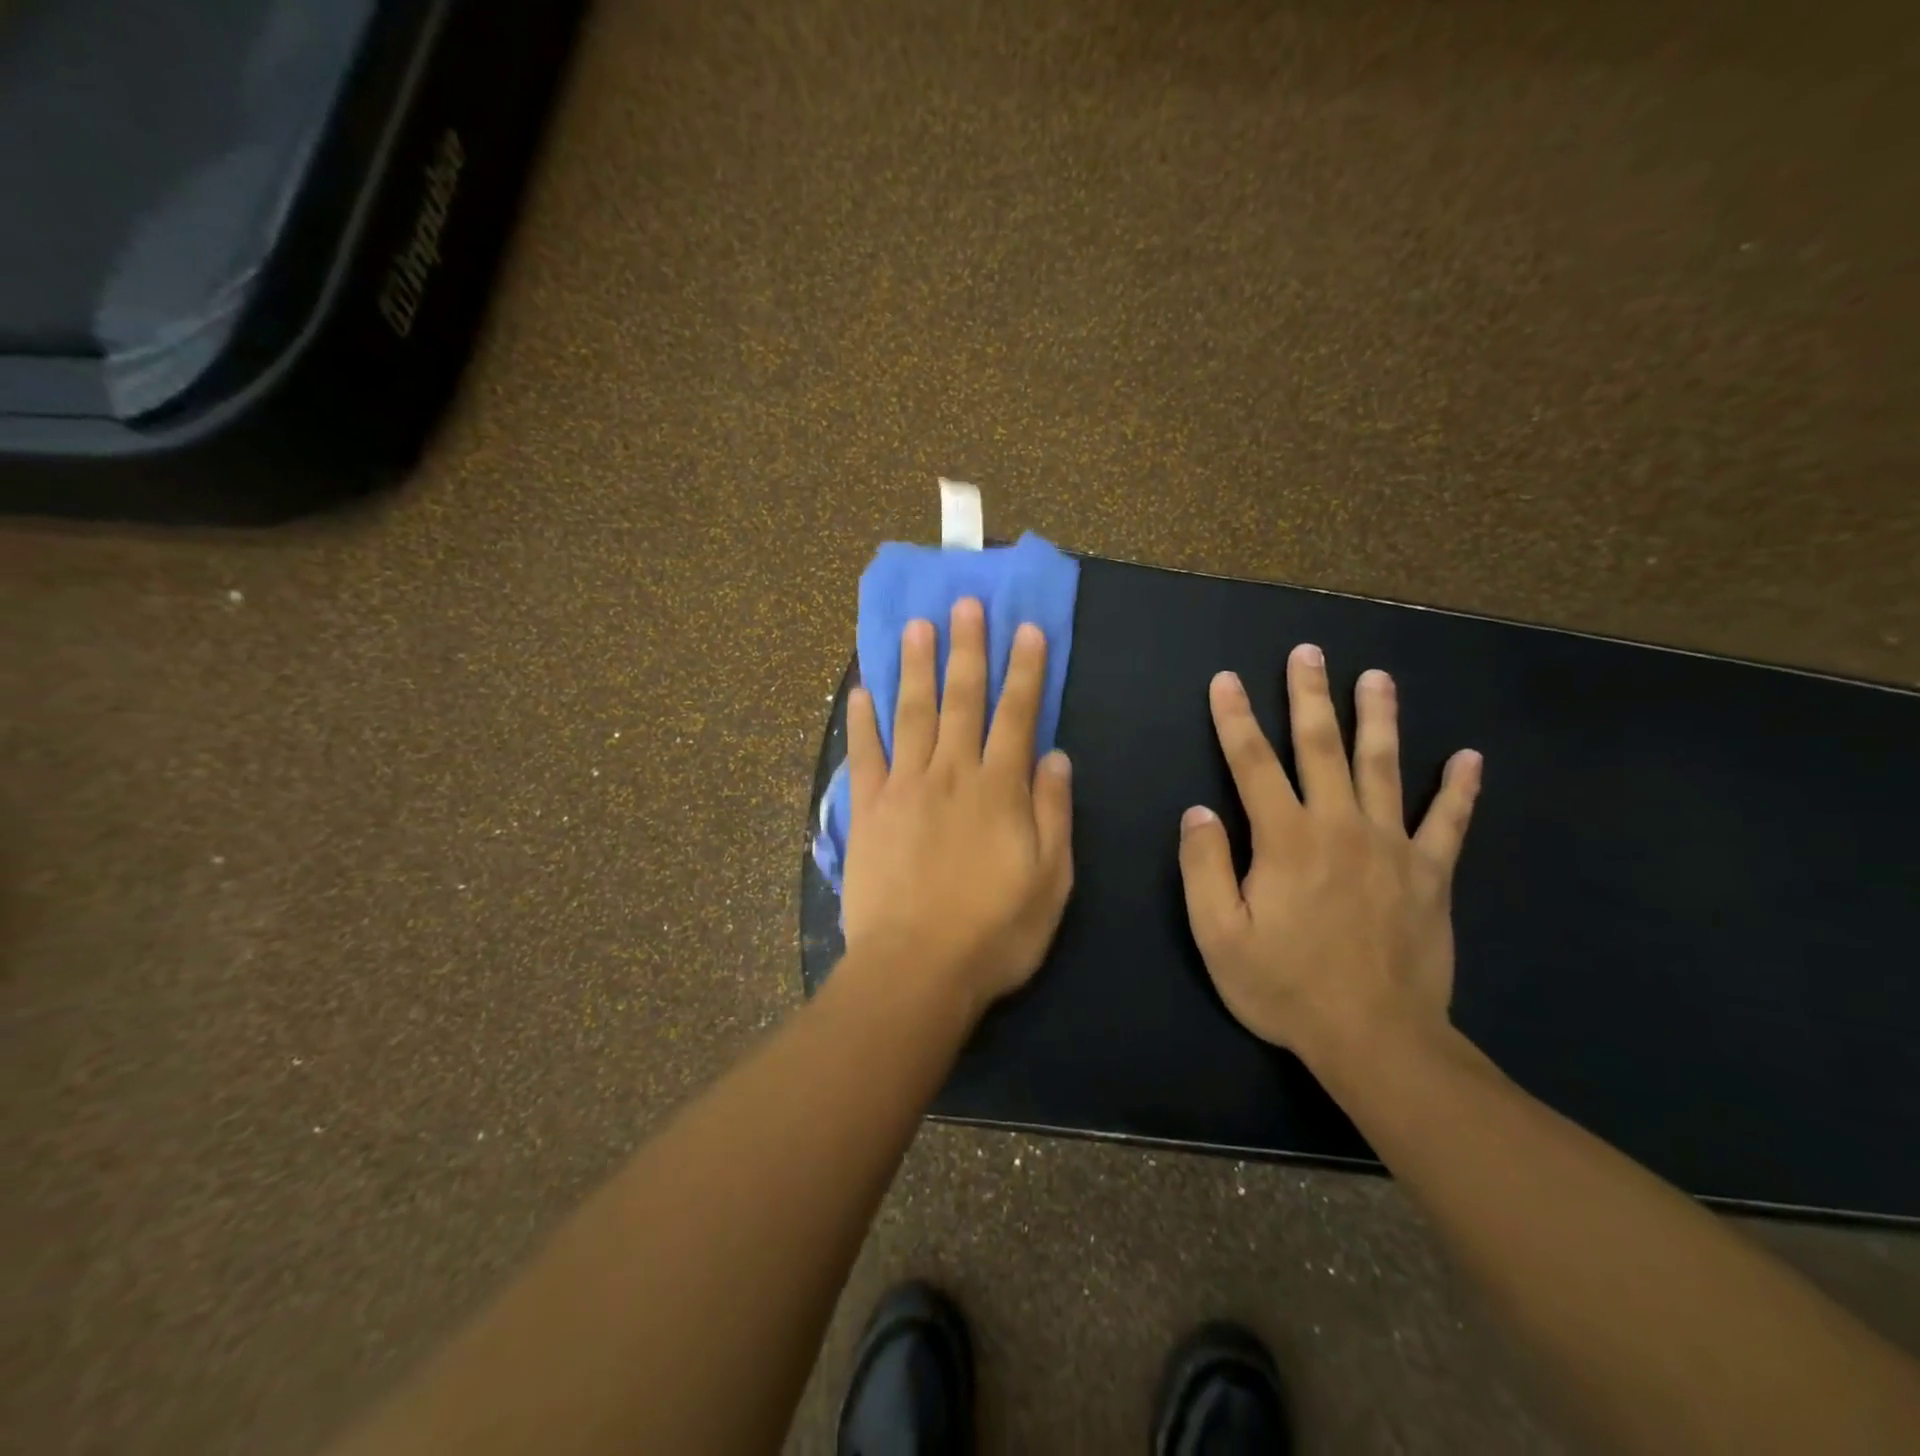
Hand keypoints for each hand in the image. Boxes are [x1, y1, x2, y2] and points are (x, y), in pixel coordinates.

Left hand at [841, 598, 1074, 1013]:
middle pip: (961, 700)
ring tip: (916, 626)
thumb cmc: (993, 932)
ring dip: (914, 667)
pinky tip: (860, 691)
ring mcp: (903, 788)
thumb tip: (1055, 756)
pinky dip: (862, 721)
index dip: (1025, 671)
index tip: (1026, 629)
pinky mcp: (866, 810)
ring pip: (911, 713)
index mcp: (999, 789)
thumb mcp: (1051, 881)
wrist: (915, 969)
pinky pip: (863, 755)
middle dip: (967, 649)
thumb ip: (1053, 813)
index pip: (1017, 715)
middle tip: (965, 603)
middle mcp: (951, 774)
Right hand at [1177, 644, 1481, 1076]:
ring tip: (1377, 678)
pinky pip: (1450, 822)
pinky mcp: (1431, 874)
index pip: (1253, 763)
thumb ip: (1204, 867)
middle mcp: (1339, 826)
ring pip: (1385, 767)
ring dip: (1379, 718)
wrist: (1377, 1040)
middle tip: (1308, 652)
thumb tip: (1199, 811)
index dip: (1235, 718)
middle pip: (1321, 747)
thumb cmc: (1286, 987)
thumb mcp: (1218, 935)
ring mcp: (1392, 846)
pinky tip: (1470, 757)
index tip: (1226, 679)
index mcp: (1285, 839)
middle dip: (1310, 696)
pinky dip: (1460, 788)